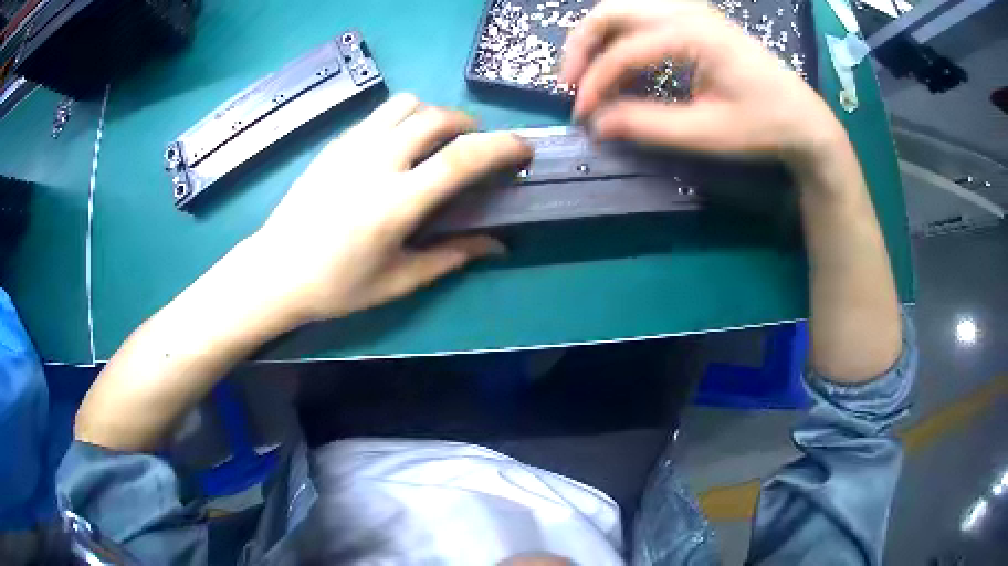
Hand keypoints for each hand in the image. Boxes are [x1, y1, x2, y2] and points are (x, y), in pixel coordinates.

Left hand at [246, 93, 530, 322]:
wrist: (276, 271)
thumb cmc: (337, 286)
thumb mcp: (399, 281)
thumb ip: (452, 256)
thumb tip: (498, 245)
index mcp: (396, 203)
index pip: (462, 158)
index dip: (502, 147)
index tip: (523, 149)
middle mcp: (376, 162)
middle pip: (437, 117)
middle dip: (470, 125)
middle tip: (476, 147)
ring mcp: (351, 147)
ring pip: (407, 104)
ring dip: (434, 114)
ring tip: (437, 140)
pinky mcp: (335, 144)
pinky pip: (379, 114)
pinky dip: (404, 118)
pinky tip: (399, 146)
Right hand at [560, 0, 846, 171]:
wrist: (804, 118)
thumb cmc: (763, 126)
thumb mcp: (707, 133)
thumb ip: (648, 125)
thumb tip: (597, 125)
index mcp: (692, 33)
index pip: (623, 51)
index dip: (595, 84)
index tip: (583, 118)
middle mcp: (686, 9)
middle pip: (610, 11)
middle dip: (582, 48)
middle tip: (572, 85)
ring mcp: (691, 9)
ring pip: (622, 9)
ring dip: (598, 38)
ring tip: (591, 75)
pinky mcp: (695, 18)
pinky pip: (642, 16)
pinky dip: (621, 37)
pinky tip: (624, 66)